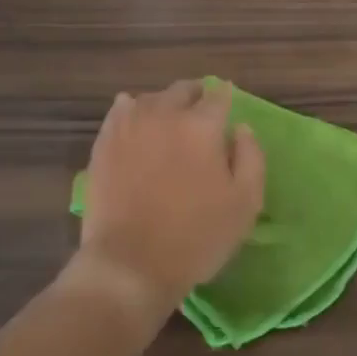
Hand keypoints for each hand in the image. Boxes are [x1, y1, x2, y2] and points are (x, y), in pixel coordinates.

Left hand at [69, 80, 264, 323]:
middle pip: (183, 90)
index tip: (227, 107)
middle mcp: (165, 113)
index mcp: (202, 126)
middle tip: (201, 114)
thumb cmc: (196, 237)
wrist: (130, 265)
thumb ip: (251, 157)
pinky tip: (137, 125)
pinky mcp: (104, 141)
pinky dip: (133, 111)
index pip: (219, 96)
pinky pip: (121, 110)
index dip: (226, 99)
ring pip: (151, 98)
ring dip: (165, 104)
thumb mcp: (245, 203)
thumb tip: (241, 128)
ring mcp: (130, 125)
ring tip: (169, 122)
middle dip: (196, 96)